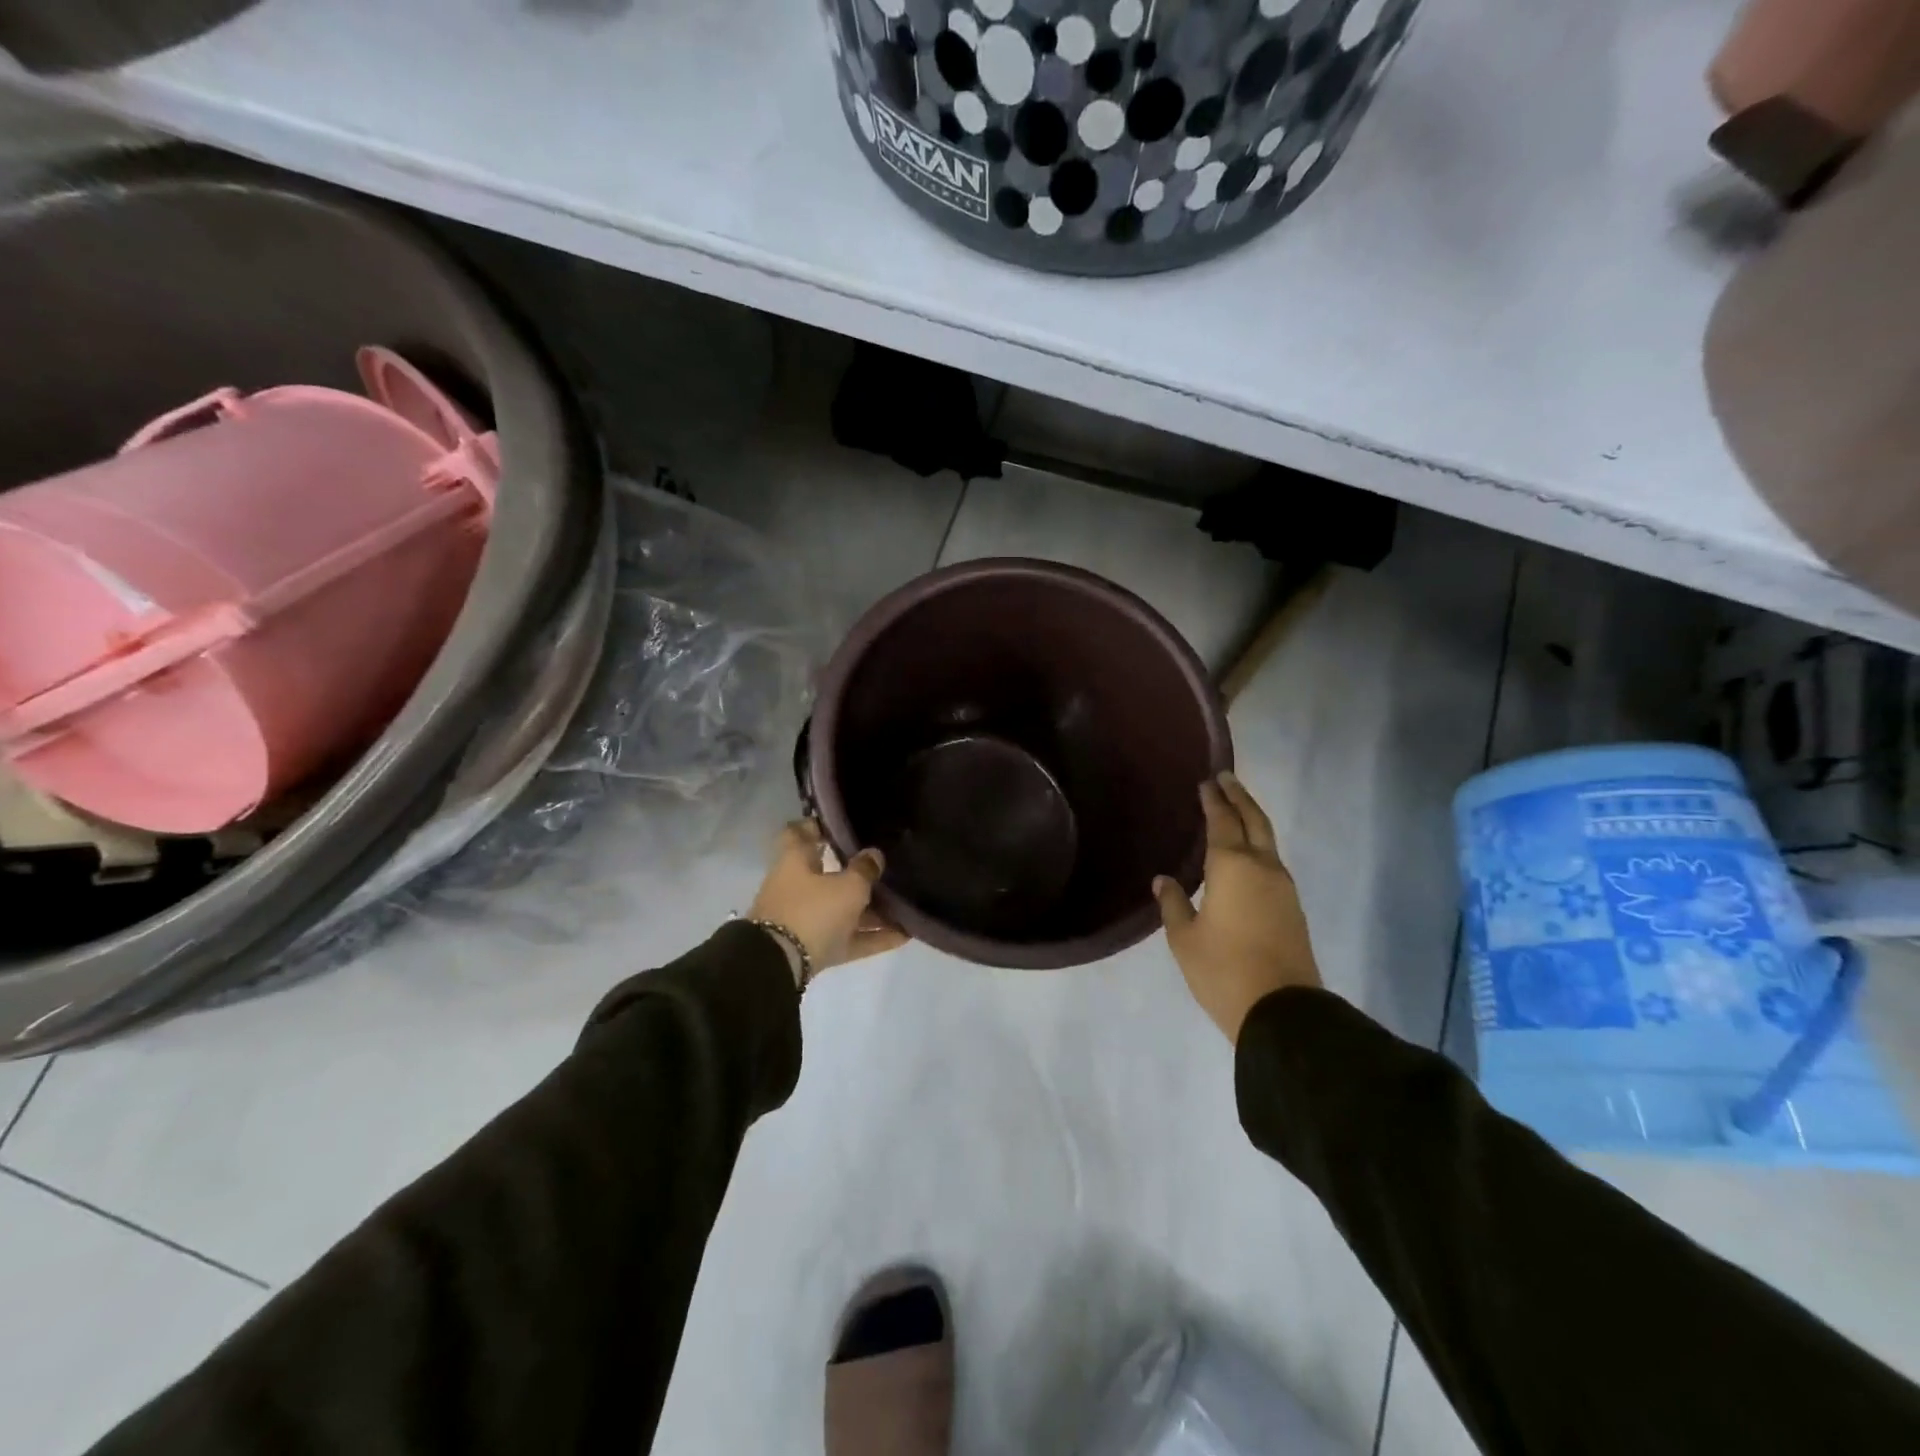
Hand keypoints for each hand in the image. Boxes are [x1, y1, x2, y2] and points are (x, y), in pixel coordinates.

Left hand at [748, 821, 908, 978]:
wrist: (779, 967)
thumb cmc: (812, 911)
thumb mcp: (848, 887)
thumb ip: (864, 870)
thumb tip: (874, 855)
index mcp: (795, 861)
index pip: (799, 833)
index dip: (818, 825)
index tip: (843, 823)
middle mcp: (796, 887)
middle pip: (827, 875)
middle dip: (856, 874)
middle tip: (886, 868)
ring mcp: (803, 920)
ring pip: (841, 910)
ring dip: (871, 911)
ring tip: (905, 907)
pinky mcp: (813, 949)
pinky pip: (847, 938)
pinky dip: (872, 937)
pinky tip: (903, 935)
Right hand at [1154, 772, 1321, 1042]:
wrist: (1282, 1011)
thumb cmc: (1223, 970)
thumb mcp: (1184, 938)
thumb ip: (1173, 903)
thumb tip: (1164, 880)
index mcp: (1232, 866)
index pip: (1222, 821)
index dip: (1213, 800)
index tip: (1206, 781)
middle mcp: (1262, 867)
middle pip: (1254, 820)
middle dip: (1239, 796)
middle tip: (1226, 778)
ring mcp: (1283, 887)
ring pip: (1267, 840)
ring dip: (1251, 819)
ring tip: (1234, 810)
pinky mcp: (1292, 907)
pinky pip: (1272, 862)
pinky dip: (1258, 845)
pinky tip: (1245, 853)